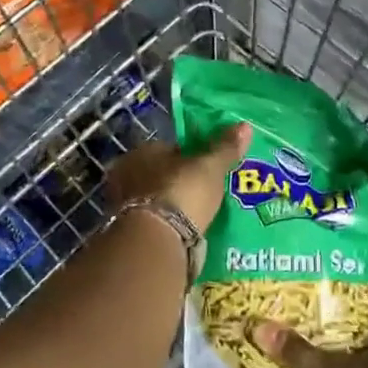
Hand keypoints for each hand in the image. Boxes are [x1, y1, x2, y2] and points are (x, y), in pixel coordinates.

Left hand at [104, 122, 251, 232]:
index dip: (190, 156)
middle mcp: (126, 175)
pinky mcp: (128, 232)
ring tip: (198, 215)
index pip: (169, 148)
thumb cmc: (181, 193)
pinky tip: (185, 233)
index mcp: (142, 151)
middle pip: (160, 174)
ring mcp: (123, 205)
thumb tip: (245, 126)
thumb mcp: (210, 168)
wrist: (155, 242)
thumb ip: (225, 148)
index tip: (208, 168)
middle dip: (179, 182)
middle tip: (205, 193)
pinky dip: (167, 226)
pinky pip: (154, 223)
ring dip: (172, 206)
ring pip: (156, 200)